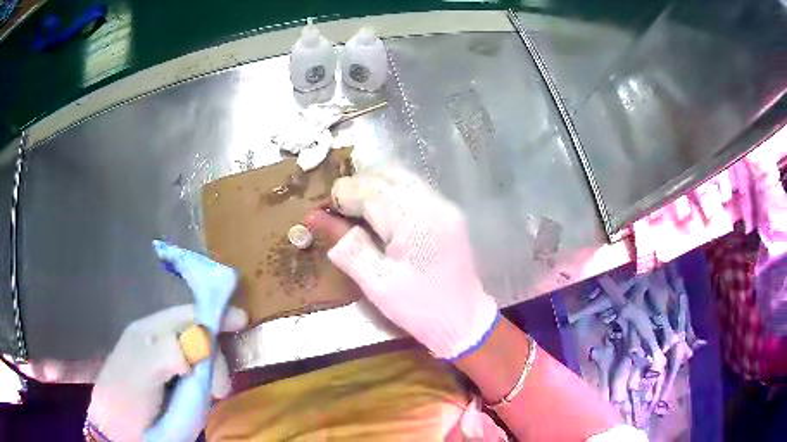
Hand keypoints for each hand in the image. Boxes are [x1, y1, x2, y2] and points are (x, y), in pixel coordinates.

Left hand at [87, 305, 247, 441]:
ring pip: (200, 358)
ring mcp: (167, 364)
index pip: (186, 314)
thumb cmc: (125, 399)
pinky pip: (198, 377)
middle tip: (221, 388)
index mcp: (149, 331)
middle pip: (197, 336)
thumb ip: (166, 352)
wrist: (118, 429)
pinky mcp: (175, 384)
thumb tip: (202, 340)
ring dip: (212, 374)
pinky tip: (206, 396)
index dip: (213, 315)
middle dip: (215, 356)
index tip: (242, 321)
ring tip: (214, 396)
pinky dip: (207, 384)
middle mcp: (159, 342)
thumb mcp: (141, 374)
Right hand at [306, 167, 498, 358]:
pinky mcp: (448, 212)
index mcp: (414, 221)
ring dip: (373, 185)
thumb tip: (315, 217)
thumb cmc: (419, 308)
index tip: (324, 209)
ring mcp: (444, 205)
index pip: (370, 189)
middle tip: (338, 210)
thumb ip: (347, 246)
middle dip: (357, 186)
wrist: (464, 320)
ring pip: (401, 177)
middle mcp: (433, 203)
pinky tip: (380, 212)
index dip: (343, 194)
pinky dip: (391, 192)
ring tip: (355, 209)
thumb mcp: (377, 283)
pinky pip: (413, 188)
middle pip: (386, 175)